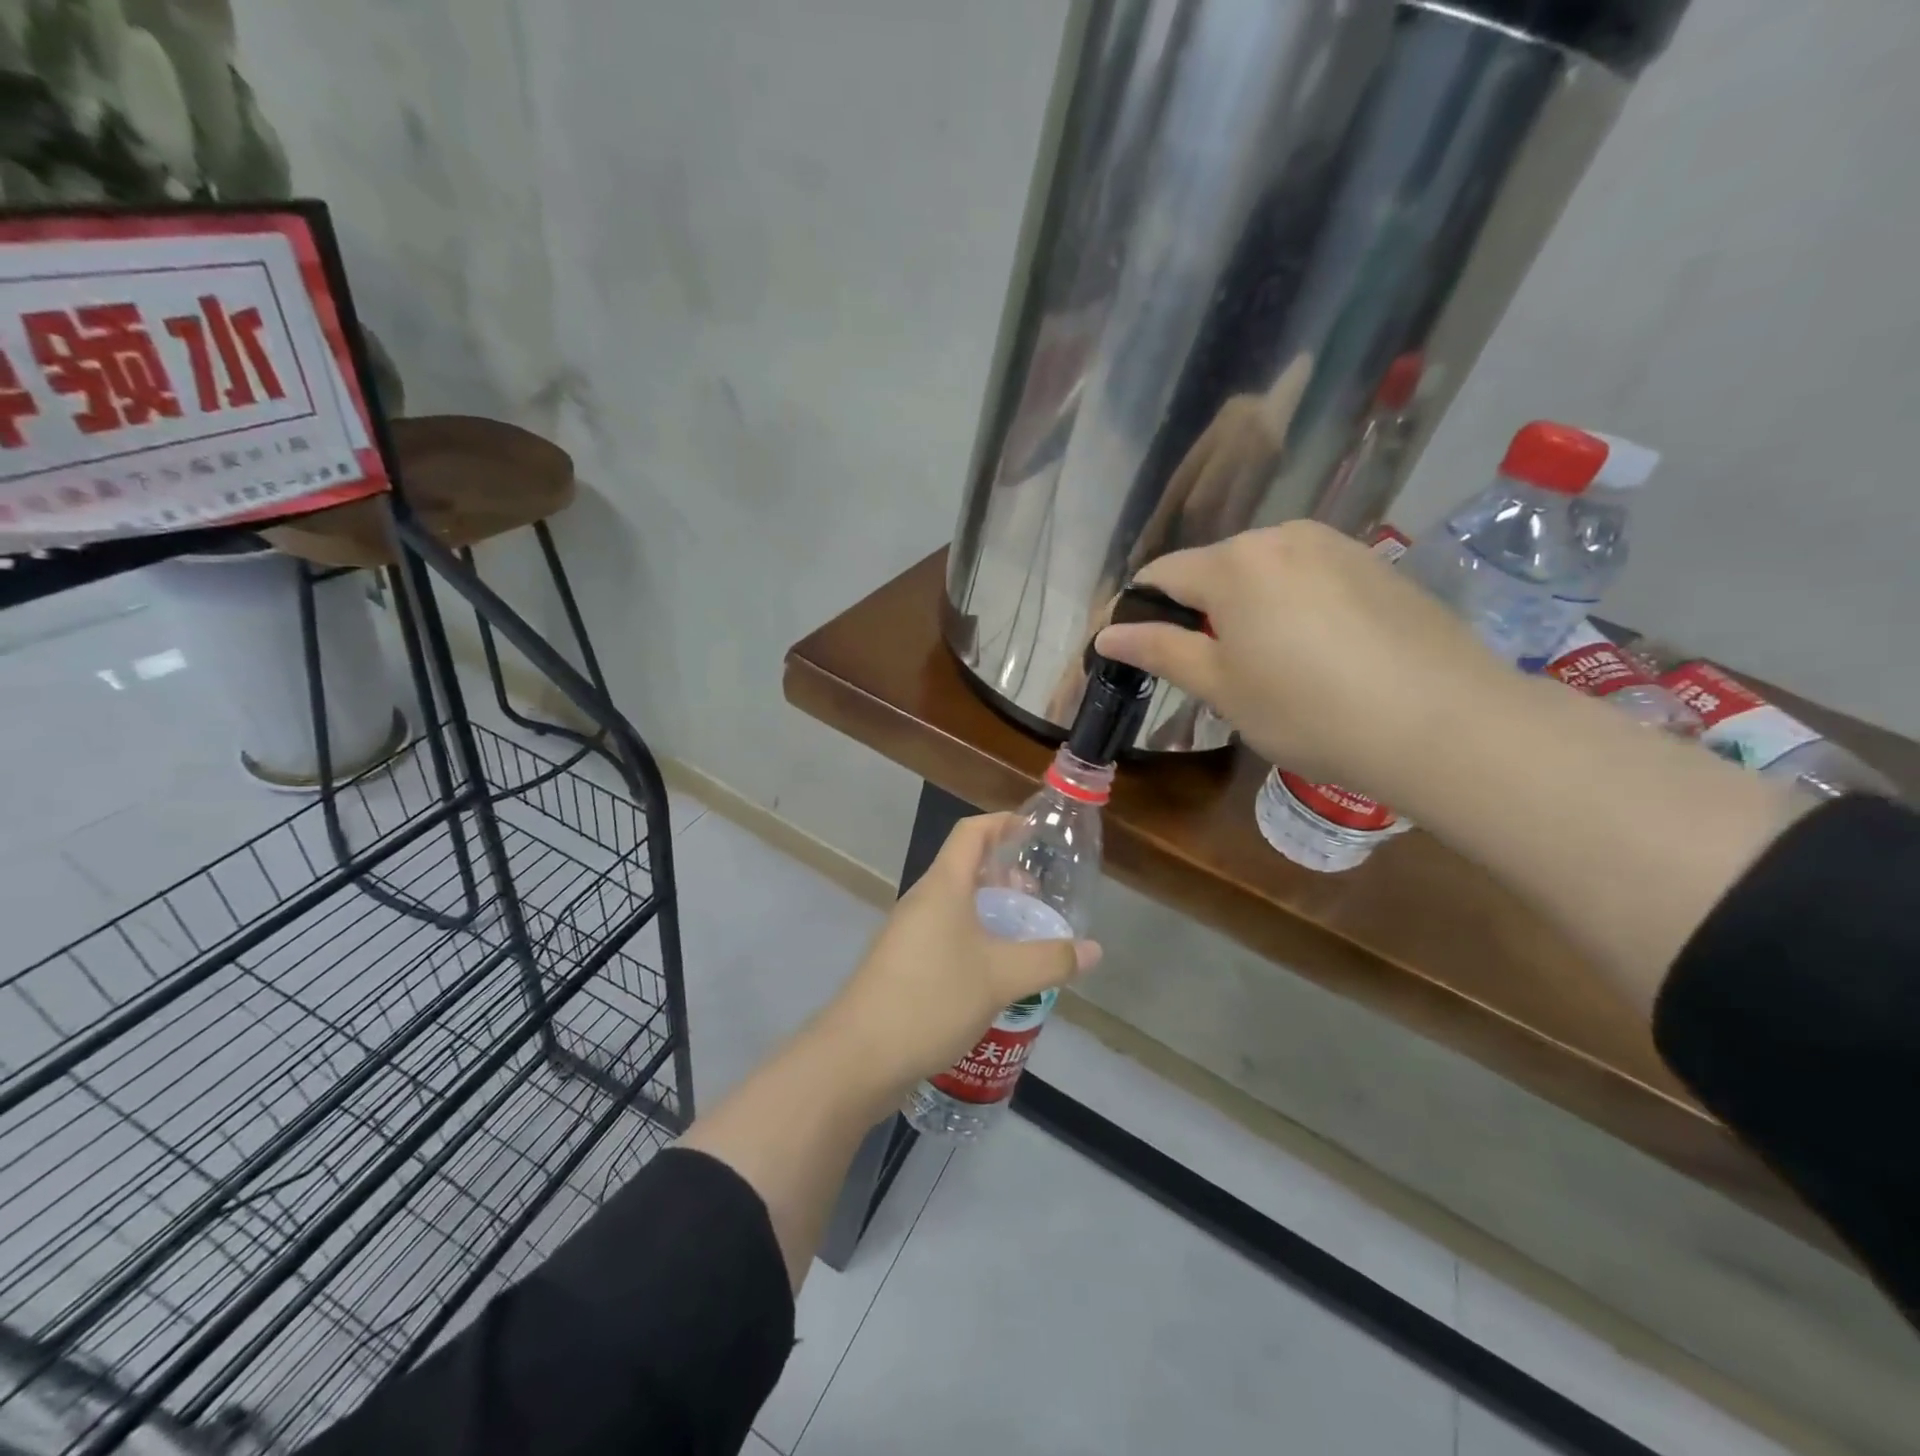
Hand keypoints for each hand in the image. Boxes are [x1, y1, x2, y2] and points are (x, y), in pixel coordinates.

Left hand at [818, 814, 1100, 1102]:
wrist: (859, 1056)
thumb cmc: (932, 999)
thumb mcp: (1001, 978)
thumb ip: (1050, 960)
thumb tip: (1095, 950)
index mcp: (943, 886)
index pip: (972, 832)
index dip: (1003, 823)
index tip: (1034, 832)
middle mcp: (922, 901)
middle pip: (965, 868)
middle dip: (1004, 875)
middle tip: (1038, 897)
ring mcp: (907, 933)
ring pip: (955, 905)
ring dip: (989, 910)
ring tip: (1022, 935)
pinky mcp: (902, 964)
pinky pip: (944, 934)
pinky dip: (973, 938)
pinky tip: (994, 972)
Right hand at [1094, 520, 1506, 792]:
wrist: (1445, 723)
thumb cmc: (1309, 711)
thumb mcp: (1222, 687)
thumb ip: (1161, 651)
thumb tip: (1108, 633)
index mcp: (1234, 563)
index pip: (1161, 575)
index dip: (1137, 612)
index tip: (1131, 651)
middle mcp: (1282, 536)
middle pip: (1214, 569)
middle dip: (1196, 612)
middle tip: (1205, 671)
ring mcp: (1336, 545)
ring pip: (1263, 572)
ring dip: (1244, 609)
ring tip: (1262, 665)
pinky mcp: (1376, 564)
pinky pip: (1308, 577)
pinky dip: (1291, 606)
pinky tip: (1315, 654)